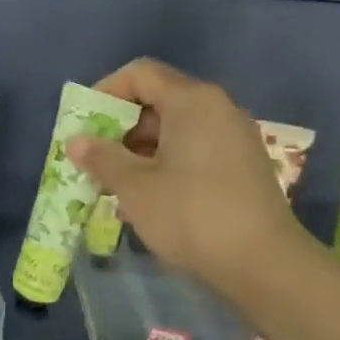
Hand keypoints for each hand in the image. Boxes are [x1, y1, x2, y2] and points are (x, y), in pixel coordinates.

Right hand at [66, 58, 306, 283]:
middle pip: (157, 101)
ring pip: (174, 130)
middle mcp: (217, 109)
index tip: (85, 125)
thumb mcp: (135, 187)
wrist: (264, 265)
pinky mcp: (241, 166)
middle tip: (94, 159)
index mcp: (192, 101)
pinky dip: (165, 164)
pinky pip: (193, 150)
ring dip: (139, 151)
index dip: (105, 92)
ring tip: (114, 184)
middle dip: (119, 128)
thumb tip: (75, 141)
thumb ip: (102, 157)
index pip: (140, 74)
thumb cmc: (191, 215)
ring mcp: (234, 138)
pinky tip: (146, 199)